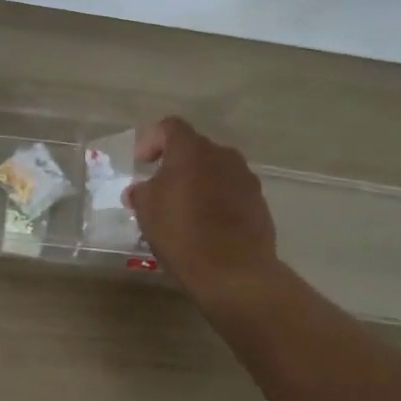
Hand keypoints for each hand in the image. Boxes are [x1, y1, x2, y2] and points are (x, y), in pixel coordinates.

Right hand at [127, 116, 279, 301]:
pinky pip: (231, 191)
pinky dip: (217, 199)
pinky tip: (208, 224)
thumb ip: (141, 192)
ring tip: (185, 208)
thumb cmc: (182, 234)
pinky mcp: (259, 202)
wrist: (235, 272)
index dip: (151, 140)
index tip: (141, 163)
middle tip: (160, 188)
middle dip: (175, 164)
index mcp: (192, 150)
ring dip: (198, 182)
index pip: (169, 127)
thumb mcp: (147, 211)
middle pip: (194, 148)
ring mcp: (245, 178)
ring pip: (215, 170)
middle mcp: (222, 155)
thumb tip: (141, 189)